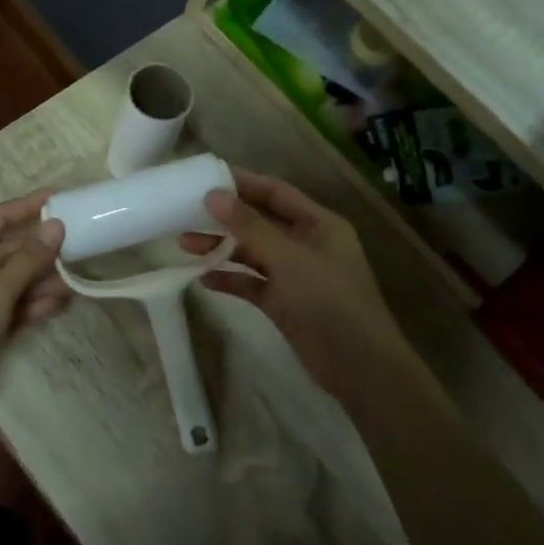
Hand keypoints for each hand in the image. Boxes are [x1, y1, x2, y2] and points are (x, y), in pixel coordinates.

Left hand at [0, 190, 69, 392]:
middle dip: (40, 252)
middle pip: (7, 252)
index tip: (58, 197)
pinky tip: (57, 306)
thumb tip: (56, 226)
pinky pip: (8, 306)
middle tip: (77, 247)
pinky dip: (29, 305)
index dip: (26, 206)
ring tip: (73, 283)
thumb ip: (28, 260)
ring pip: (11, 281)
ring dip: (40, 282)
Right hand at [181, 169, 403, 400]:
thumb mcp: (288, 258)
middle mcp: (307, 244)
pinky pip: (252, 284)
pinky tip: (203, 279)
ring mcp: (295, 275)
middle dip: (224, 218)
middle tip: (185, 213)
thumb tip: (213, 195)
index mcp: (319, 224)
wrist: (359, 367)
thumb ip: (249, 226)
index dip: (242, 183)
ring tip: (184, 245)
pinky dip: (230, 279)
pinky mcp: (284, 303)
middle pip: (260, 222)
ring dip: (221, 248)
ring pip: (253, 253)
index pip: (275, 193)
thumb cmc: (328, 301)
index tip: (205, 177)